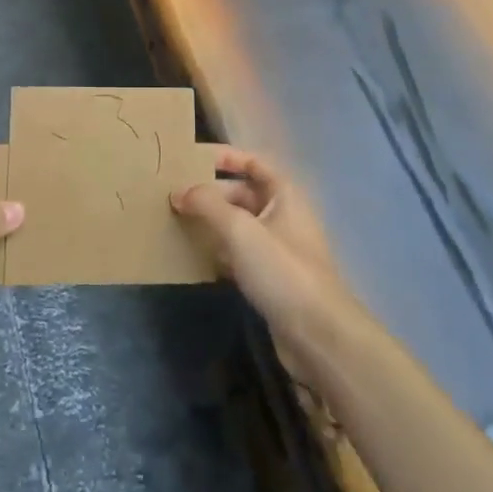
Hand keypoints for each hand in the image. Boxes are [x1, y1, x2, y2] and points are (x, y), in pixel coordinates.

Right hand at [171, 147, 349, 348]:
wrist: (318, 335)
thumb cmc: (281, 270)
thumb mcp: (240, 230)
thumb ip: (207, 205)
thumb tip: (179, 191)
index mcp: (284, 194)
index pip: (253, 162)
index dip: (225, 157)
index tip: (191, 158)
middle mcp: (284, 215)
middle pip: (243, 194)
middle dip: (211, 193)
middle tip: (174, 195)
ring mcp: (279, 248)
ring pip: (240, 225)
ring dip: (212, 222)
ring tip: (177, 221)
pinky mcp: (272, 279)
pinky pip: (240, 254)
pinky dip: (219, 250)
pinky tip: (195, 256)